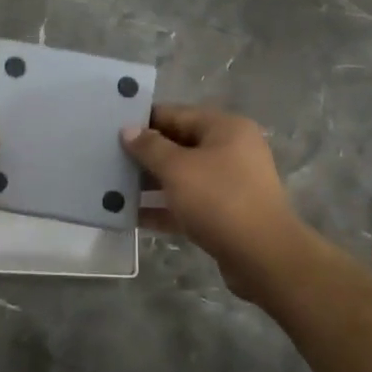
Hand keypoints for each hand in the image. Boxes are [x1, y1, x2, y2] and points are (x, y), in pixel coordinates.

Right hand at [121, 105, 313, 300]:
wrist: (264, 257)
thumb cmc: (219, 200)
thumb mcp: (178, 168)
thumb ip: (149, 147)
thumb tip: (128, 129)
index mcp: (225, 128)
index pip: (176, 114)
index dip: (143, 120)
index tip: (111, 127)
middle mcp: (231, 150)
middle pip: (179, 145)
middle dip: (145, 154)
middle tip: (108, 158)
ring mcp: (230, 184)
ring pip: (182, 176)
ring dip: (151, 182)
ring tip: (114, 186)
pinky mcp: (226, 214)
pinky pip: (188, 204)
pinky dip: (163, 208)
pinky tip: (132, 216)